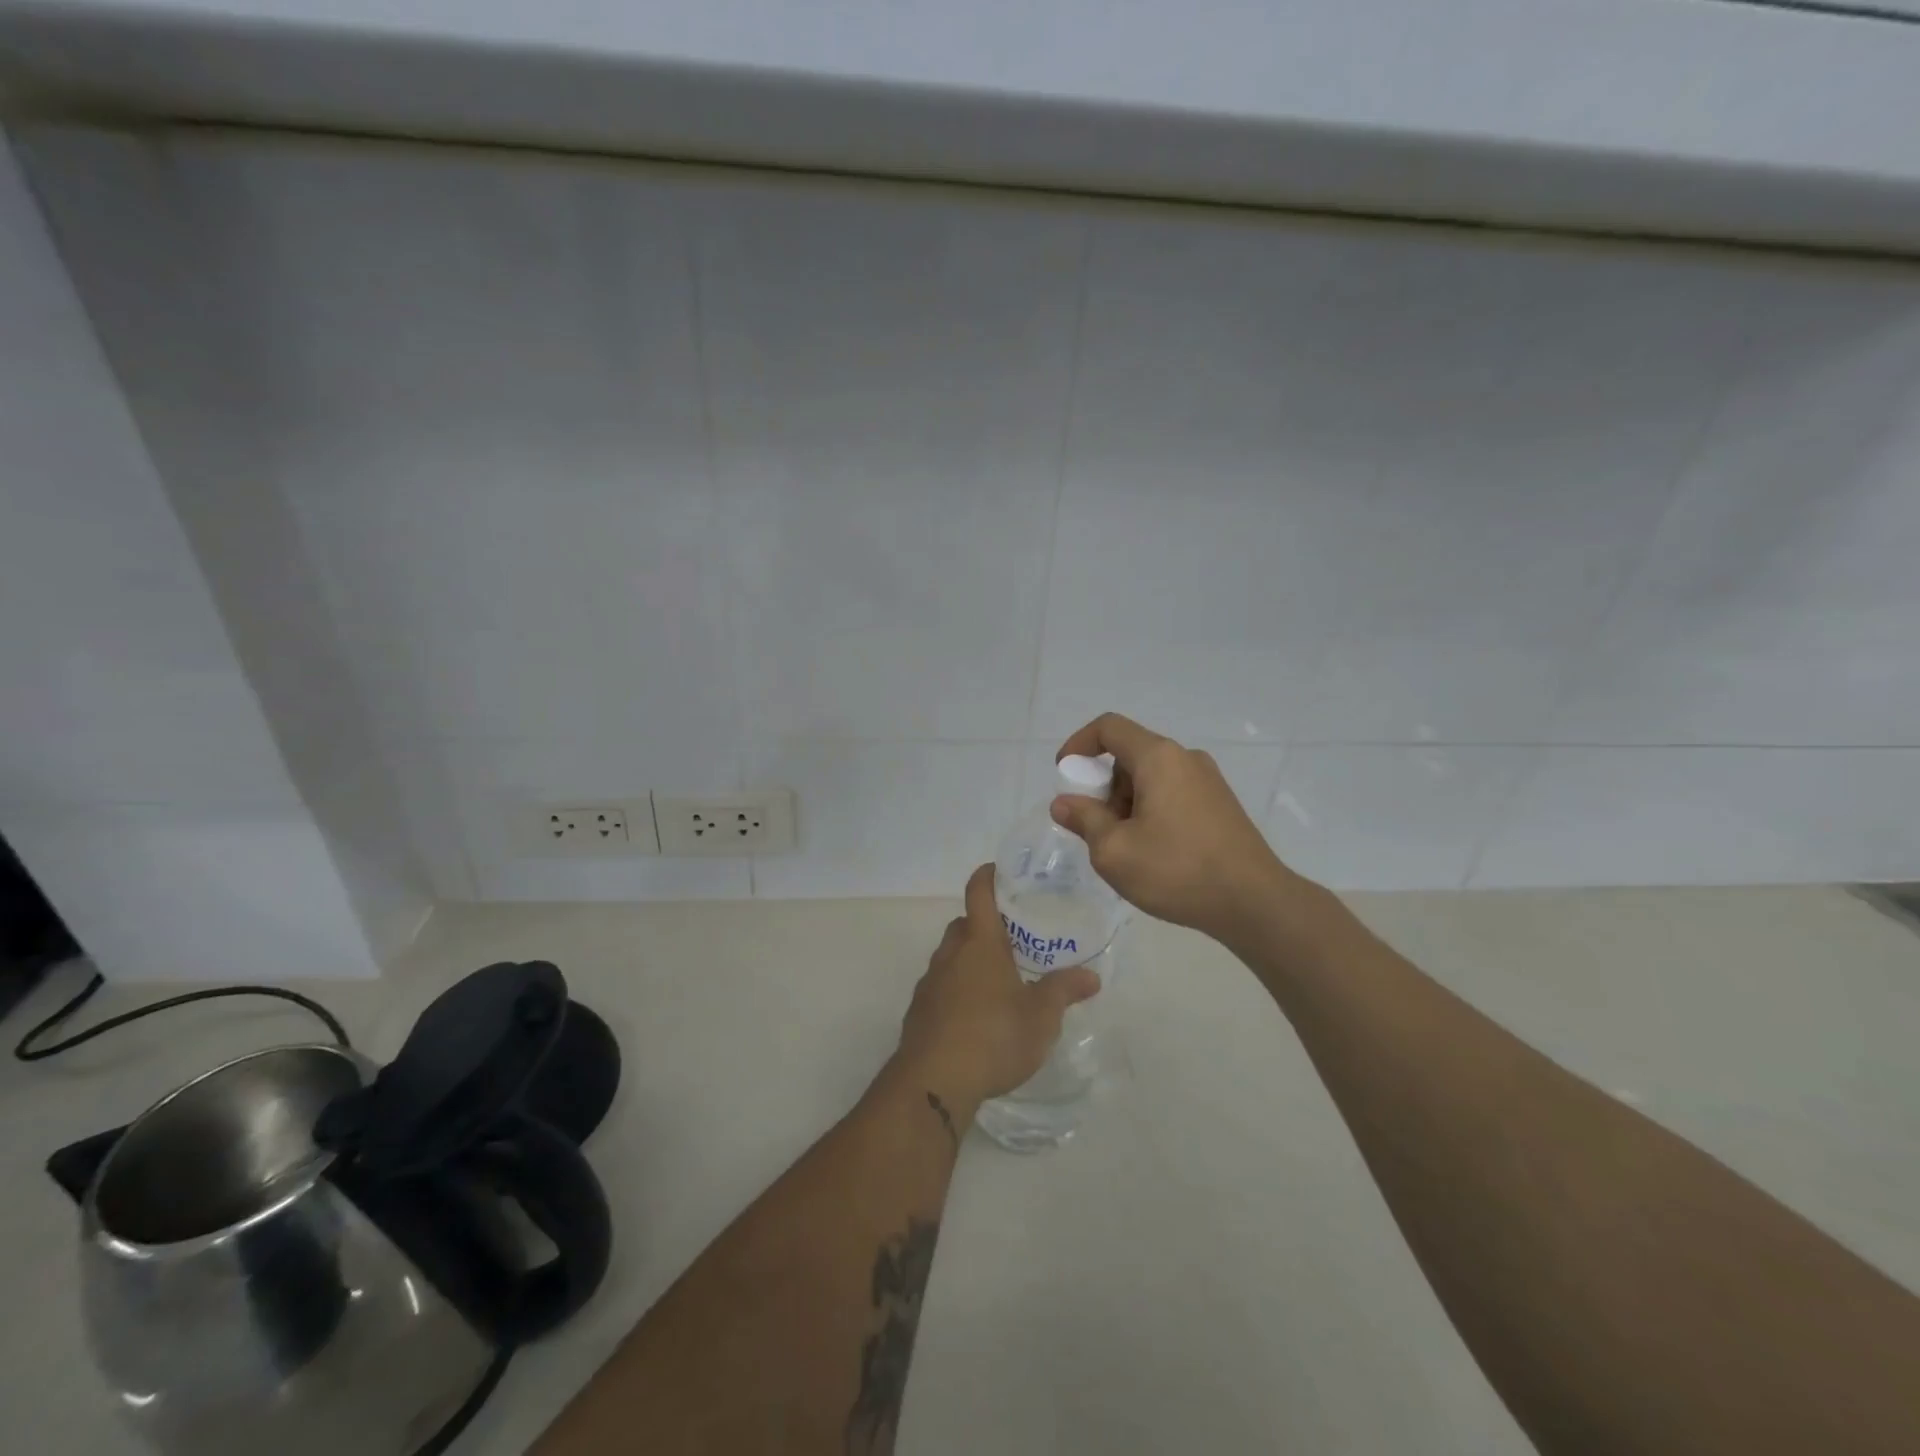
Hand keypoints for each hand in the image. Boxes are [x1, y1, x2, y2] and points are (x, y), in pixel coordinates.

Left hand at [890, 864, 1101, 1112]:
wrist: (934, 1082)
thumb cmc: (993, 1036)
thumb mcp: (1041, 1017)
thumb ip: (1064, 991)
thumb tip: (1091, 976)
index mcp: (980, 944)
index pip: (978, 892)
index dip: (988, 876)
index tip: (1001, 872)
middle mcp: (951, 954)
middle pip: (964, 924)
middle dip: (984, 925)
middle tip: (1014, 938)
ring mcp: (930, 982)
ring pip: (950, 956)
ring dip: (970, 959)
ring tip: (999, 981)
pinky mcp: (919, 1011)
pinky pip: (941, 986)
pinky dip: (957, 989)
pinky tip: (976, 1016)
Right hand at [1051, 712, 1308, 943]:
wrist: (1254, 903)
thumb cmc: (1176, 870)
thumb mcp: (1114, 850)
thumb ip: (1084, 819)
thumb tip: (1064, 804)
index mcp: (1158, 758)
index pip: (1109, 728)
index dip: (1078, 744)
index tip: (1064, 776)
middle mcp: (1186, 759)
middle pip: (1130, 755)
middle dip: (1103, 786)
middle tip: (1095, 827)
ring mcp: (1209, 781)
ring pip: (1151, 778)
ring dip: (1126, 803)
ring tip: (1125, 849)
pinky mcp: (1221, 805)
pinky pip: (1173, 794)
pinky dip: (1151, 811)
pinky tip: (1154, 853)